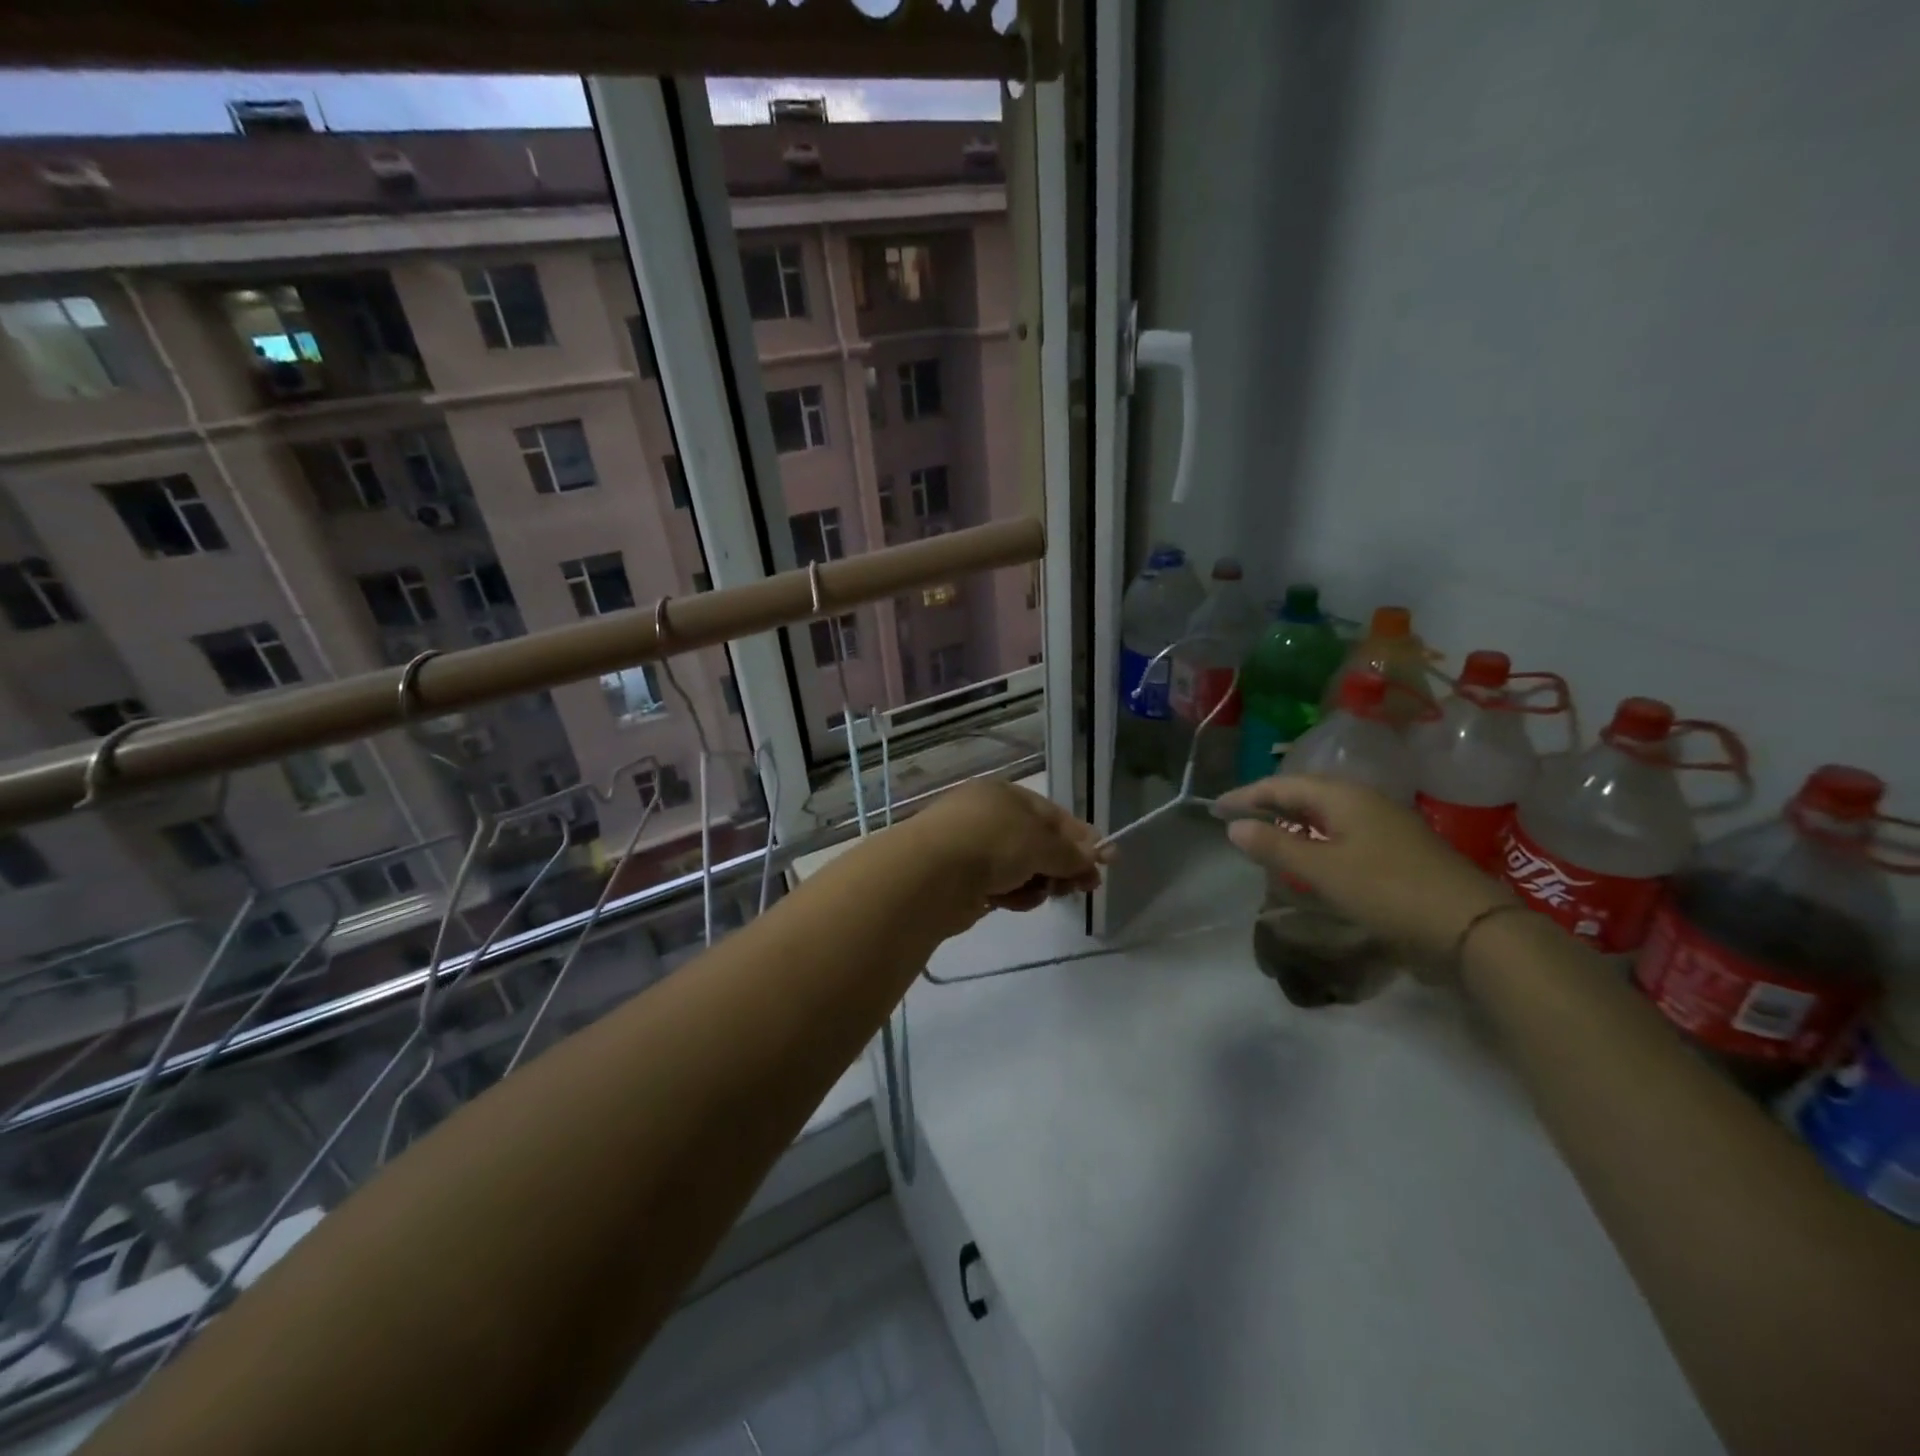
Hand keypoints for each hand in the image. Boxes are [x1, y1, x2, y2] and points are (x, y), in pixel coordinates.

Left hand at [909, 780, 1111, 913]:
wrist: (932, 874)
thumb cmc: (992, 842)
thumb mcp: (1042, 843)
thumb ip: (1071, 852)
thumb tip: (1095, 857)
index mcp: (1005, 795)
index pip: (1053, 815)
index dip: (1081, 838)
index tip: (1106, 861)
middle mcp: (988, 816)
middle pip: (1038, 843)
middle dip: (1062, 865)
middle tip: (1085, 887)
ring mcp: (973, 848)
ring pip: (1021, 868)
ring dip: (1038, 882)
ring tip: (1043, 892)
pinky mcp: (963, 880)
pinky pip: (1001, 886)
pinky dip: (1013, 894)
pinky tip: (1013, 902)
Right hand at [1215, 775, 1513, 963]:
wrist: (1472, 927)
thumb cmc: (1388, 891)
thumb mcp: (1323, 870)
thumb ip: (1276, 846)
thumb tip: (1234, 827)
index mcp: (1344, 797)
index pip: (1282, 785)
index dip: (1246, 796)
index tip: (1215, 809)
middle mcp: (1364, 801)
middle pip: (1305, 793)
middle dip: (1268, 803)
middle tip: (1237, 819)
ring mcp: (1385, 824)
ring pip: (1326, 813)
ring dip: (1292, 820)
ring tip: (1266, 834)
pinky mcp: (1398, 849)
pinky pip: (1343, 831)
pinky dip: (1315, 837)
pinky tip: (1310, 856)